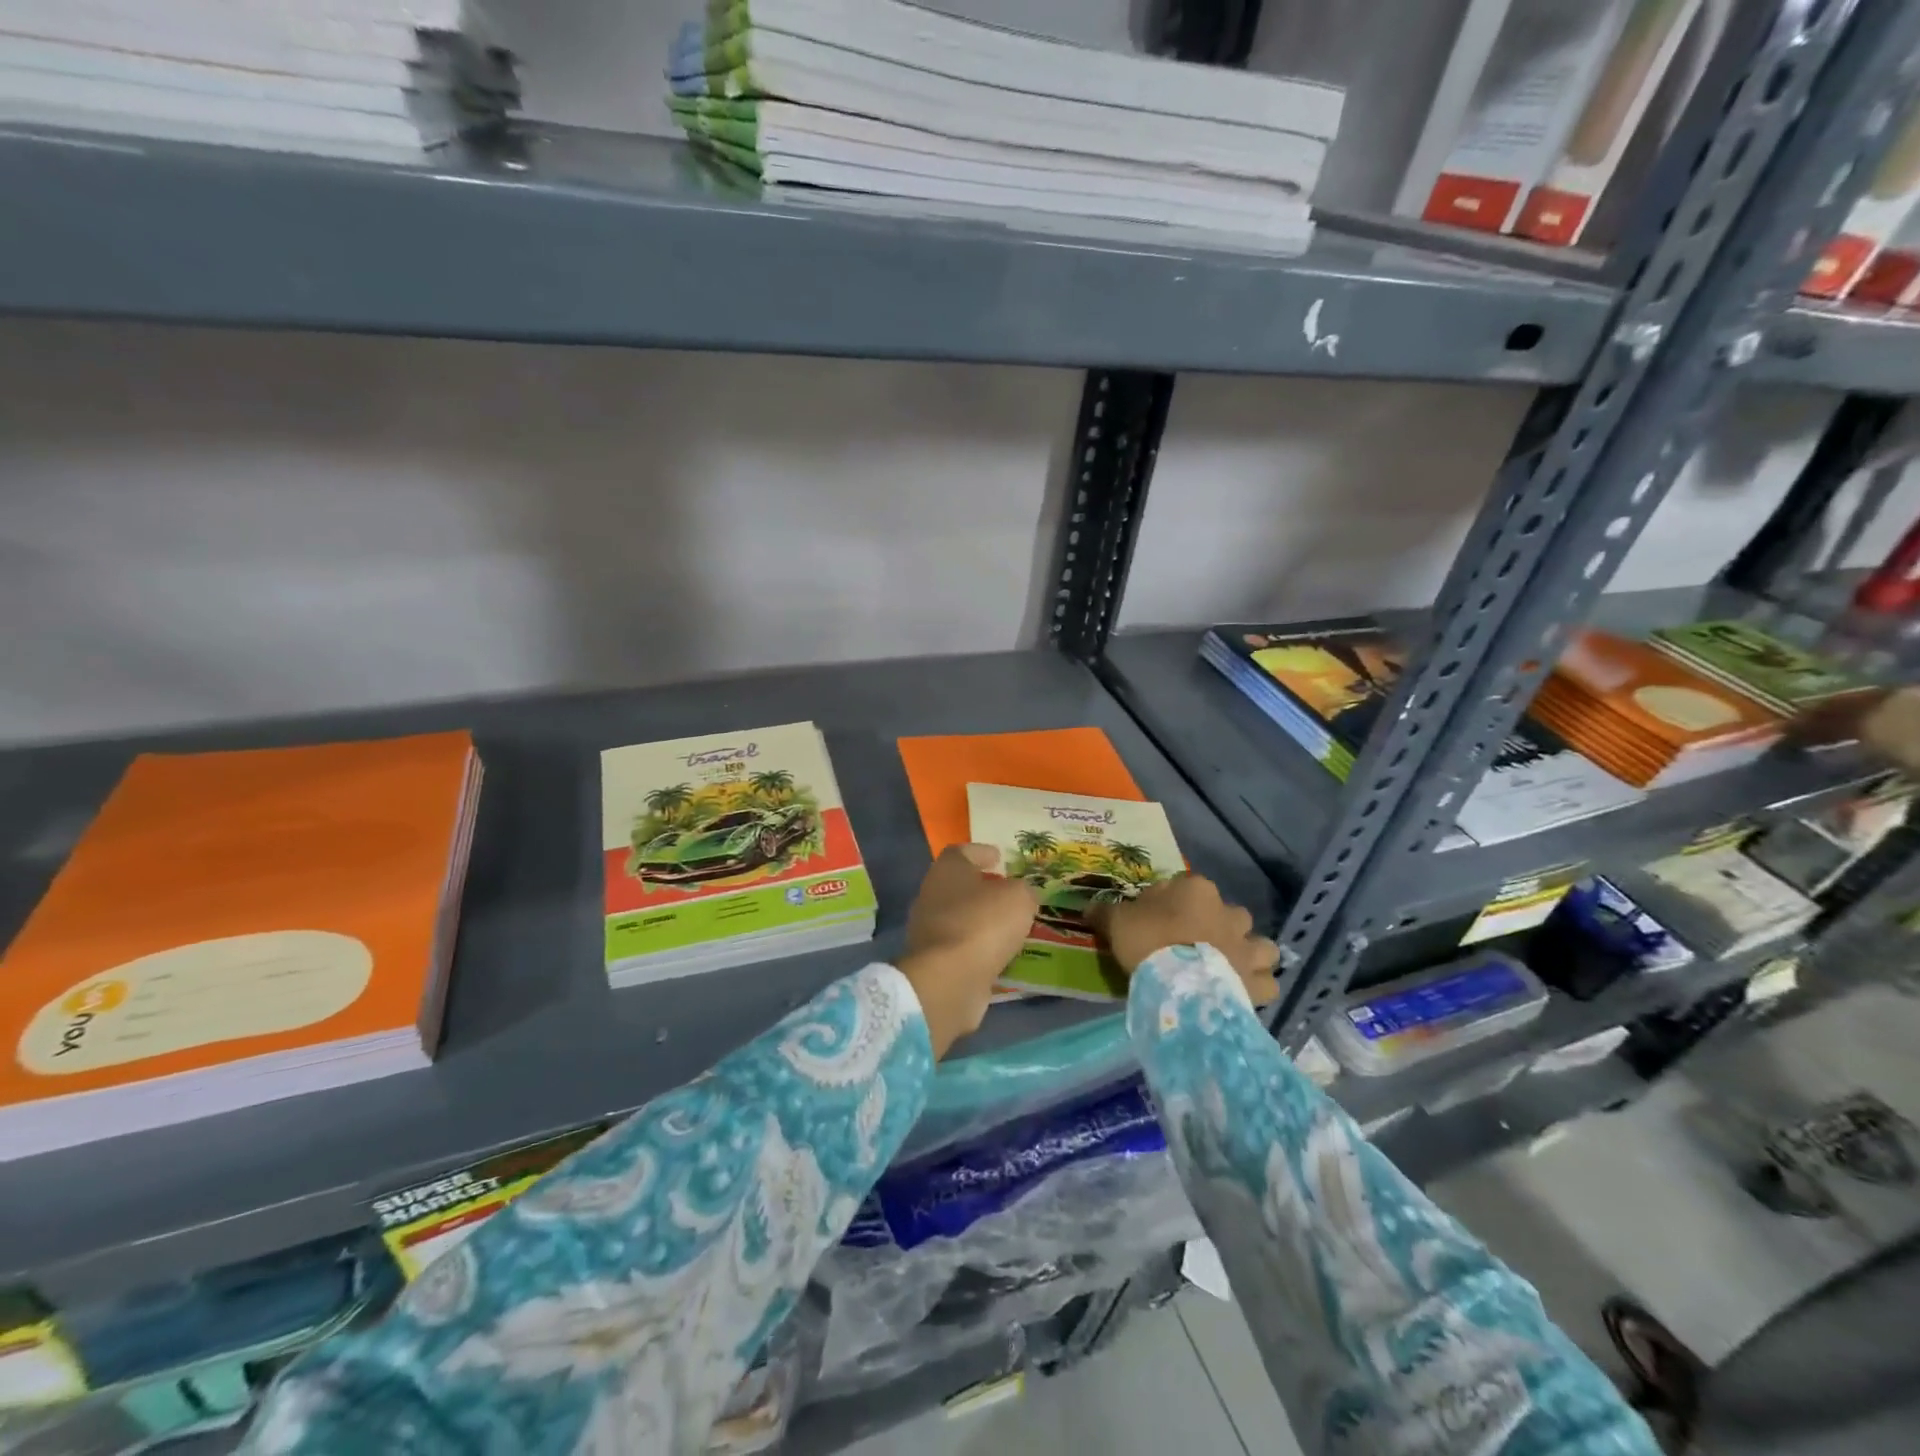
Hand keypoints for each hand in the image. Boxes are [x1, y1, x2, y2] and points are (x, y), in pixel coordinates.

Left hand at [897, 844, 1039, 1057]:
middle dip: (983, 888)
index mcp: (947, 869)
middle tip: (1009, 892)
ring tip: (1011, 925)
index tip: (999, 857)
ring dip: (982, 920)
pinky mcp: (934, 961)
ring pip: (960, 917)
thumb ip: (1024, 891)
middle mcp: (932, 894)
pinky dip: (979, 947)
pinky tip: (1001, 952)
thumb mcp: (1019, 898)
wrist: (949, 980)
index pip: (962, 852)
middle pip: (959, 885)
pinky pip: (962, 947)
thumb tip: (1022, 894)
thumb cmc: (983, 924)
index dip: (982, 853)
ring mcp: (929, 930)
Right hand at [1089, 874, 1280, 1004]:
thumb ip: (1105, 911)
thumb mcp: (1116, 921)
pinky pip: (1267, 981)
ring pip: (1261, 945)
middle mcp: (1229, 913)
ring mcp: (1248, 946)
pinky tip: (1242, 992)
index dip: (1171, 903)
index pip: (1185, 887)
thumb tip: (1088, 907)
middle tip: (1195, 944)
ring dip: (1249, 954)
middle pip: (1229, 913)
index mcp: (1197, 890)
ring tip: (1229, 967)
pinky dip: (1258, 986)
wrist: (1178, 984)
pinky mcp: (1257, 980)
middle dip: (1218, 926)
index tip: (1156, 920)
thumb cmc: (1148, 941)